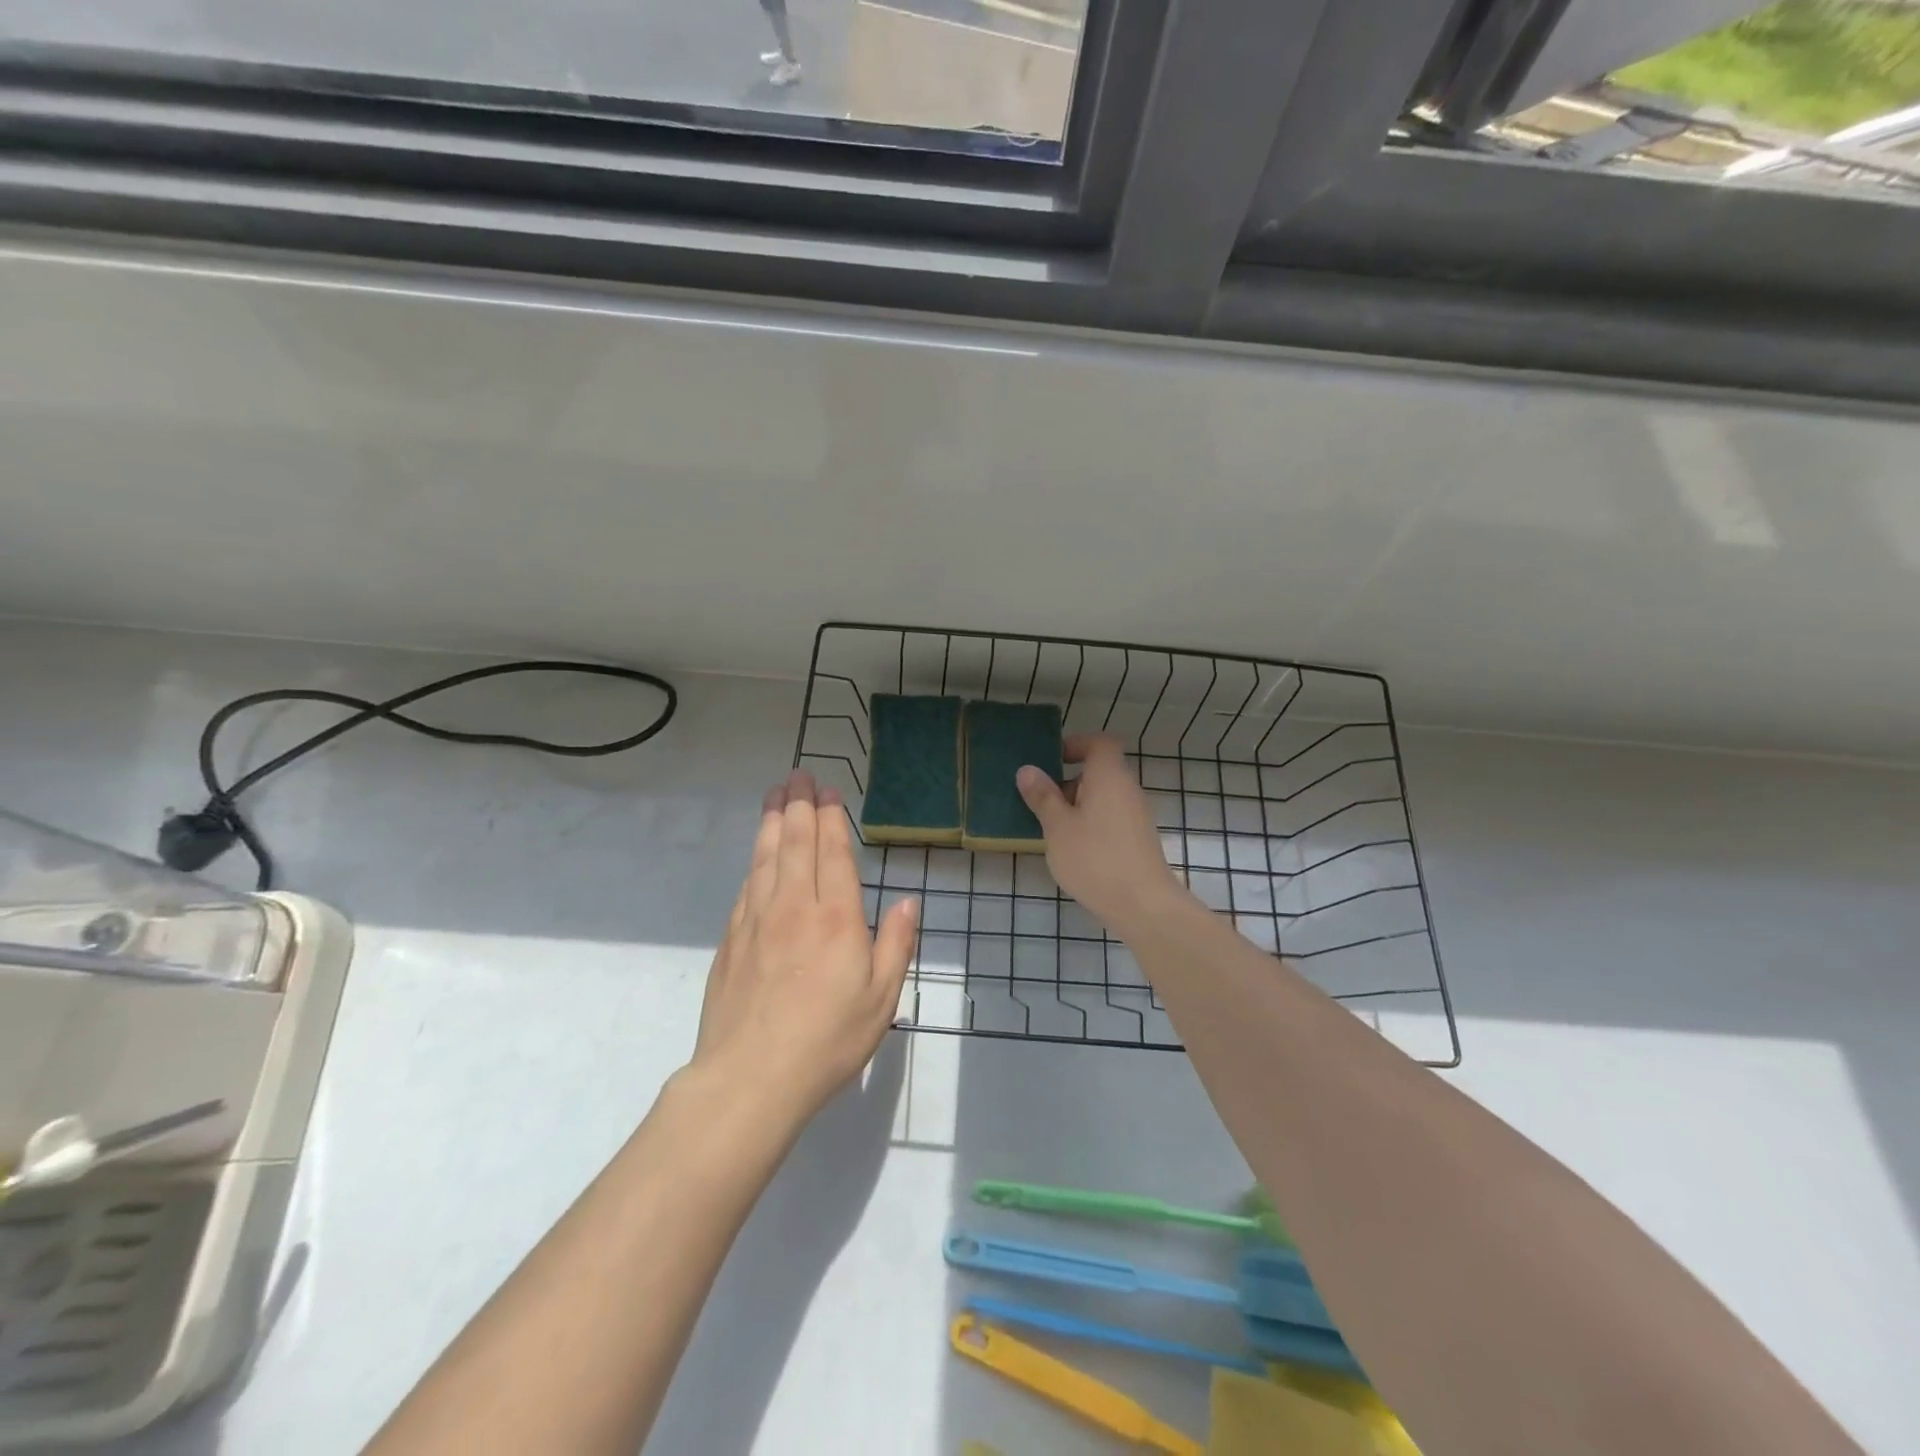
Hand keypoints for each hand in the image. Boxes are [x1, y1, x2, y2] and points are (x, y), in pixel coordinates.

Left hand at [693, 770, 917, 1124]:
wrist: (751, 1078)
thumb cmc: (828, 1039)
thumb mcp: (881, 998)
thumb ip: (895, 943)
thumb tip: (905, 901)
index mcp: (836, 917)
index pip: (833, 852)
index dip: (831, 818)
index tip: (828, 791)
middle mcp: (794, 906)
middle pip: (795, 843)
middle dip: (799, 805)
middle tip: (798, 776)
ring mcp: (757, 920)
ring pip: (765, 857)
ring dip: (772, 821)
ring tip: (774, 795)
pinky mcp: (732, 939)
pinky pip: (746, 886)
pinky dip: (754, 861)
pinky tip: (757, 854)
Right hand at [1017, 734, 1185, 935]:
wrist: (1143, 905)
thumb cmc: (1095, 858)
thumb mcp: (1058, 827)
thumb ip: (1042, 797)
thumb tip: (1028, 770)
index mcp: (1109, 776)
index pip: (1099, 743)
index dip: (1076, 745)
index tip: (1051, 760)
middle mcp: (1128, 790)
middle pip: (1100, 771)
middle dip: (1068, 781)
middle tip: (1040, 799)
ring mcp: (1136, 816)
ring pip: (1103, 798)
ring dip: (1077, 806)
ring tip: (1051, 828)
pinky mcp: (1138, 840)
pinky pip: (1110, 818)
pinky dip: (1090, 824)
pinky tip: (1072, 849)